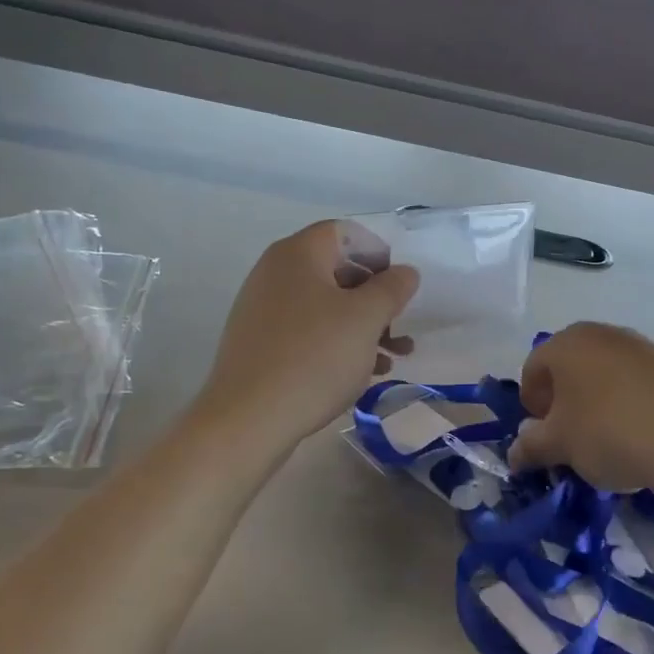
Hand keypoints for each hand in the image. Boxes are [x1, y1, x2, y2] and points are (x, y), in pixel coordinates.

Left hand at [201, 221, 418, 445]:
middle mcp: (274, 274)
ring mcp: (262, 310)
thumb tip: (405, 272)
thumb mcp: (365, 319)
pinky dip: (337, 344)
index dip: (377, 252)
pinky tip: (361, 375)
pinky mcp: (259, 345)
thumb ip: (392, 289)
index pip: (344, 233)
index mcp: (297, 254)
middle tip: (401, 326)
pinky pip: (307, 332)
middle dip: (375, 298)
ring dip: (363, 327)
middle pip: (336, 271)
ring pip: (325, 307)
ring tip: (392, 358)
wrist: (249, 420)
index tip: (400, 284)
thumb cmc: (314, 358)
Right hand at [507, 323, 653, 492]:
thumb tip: (514, 453)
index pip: (533, 368)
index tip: (541, 434)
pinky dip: (630, 404)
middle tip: (569, 436)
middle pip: (570, 366)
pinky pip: (638, 383)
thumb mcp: (560, 446)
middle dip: (563, 401)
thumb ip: (530, 447)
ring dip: (597, 402)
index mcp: (566, 343)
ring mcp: (642, 346)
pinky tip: (640, 435)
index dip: (531, 403)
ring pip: (605, 374)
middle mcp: (603, 334)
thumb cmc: (609, 433)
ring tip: (607, 440)